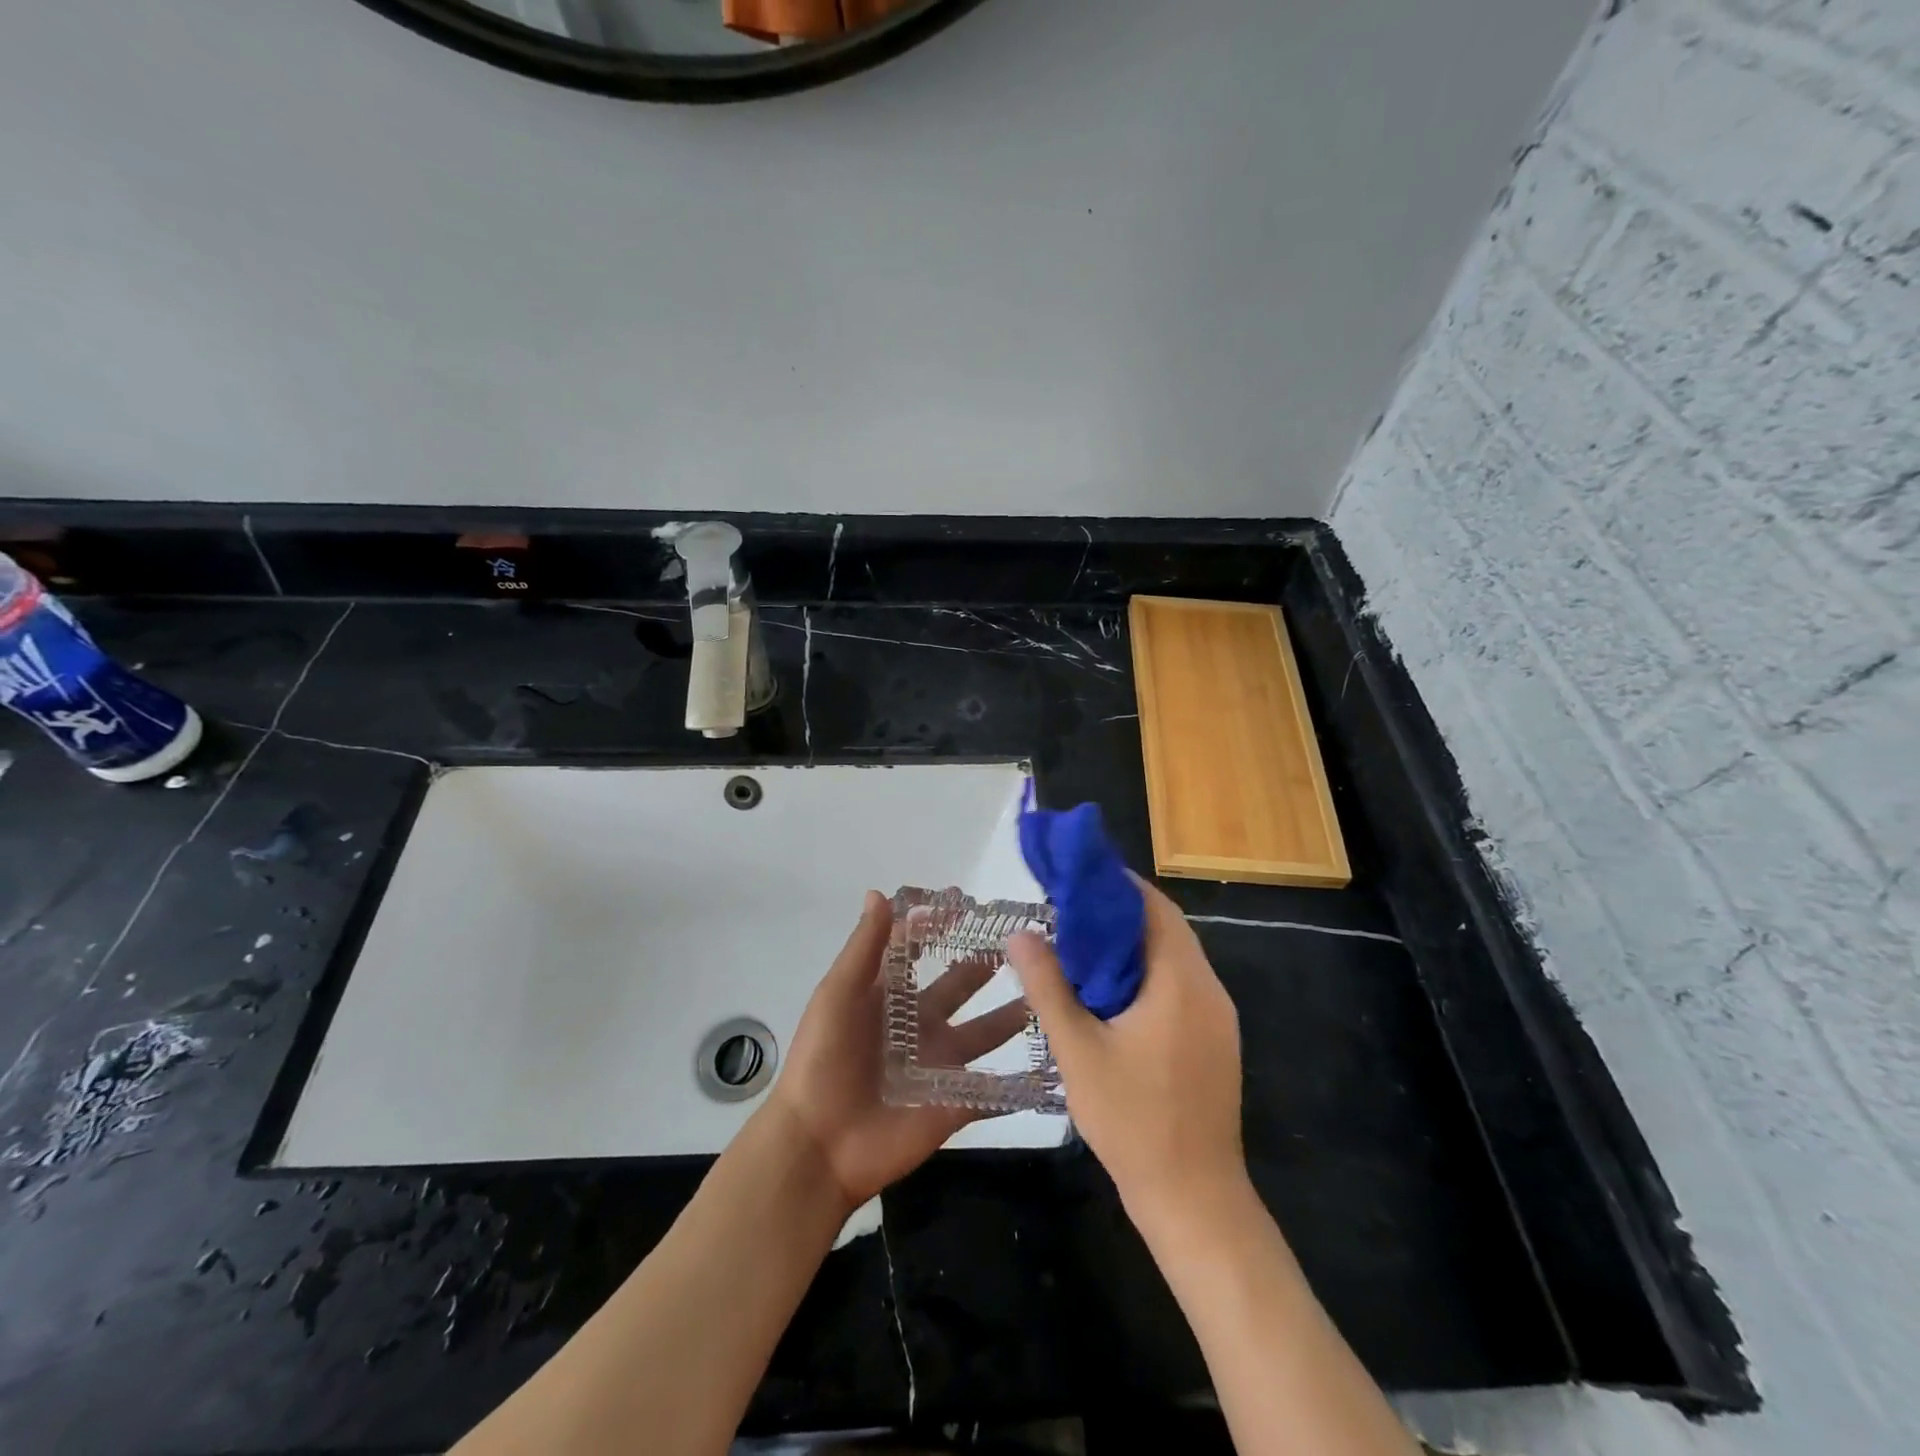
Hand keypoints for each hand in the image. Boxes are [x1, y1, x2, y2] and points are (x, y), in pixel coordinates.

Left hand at [767, 891, 1031, 1211]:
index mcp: (890, 996)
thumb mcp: (838, 995)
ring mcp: (940, 1064)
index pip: (918, 951)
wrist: (819, 1145)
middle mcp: (919, 1024)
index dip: (938, 927)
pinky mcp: (956, 1103)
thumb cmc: (824, 1060)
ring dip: (1013, 1015)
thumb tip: (880, 893)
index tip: (969, 903)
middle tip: (1026, 942)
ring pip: (985, 1033)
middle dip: (985, 964)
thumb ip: (865, 947)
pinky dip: (1021, 1082)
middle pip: (959, 986)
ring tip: (1050, 991)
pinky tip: (1057, 1063)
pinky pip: (994, 1090)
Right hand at [1008, 876, 1246, 1238]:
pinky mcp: (1216, 1041)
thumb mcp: (1078, 1051)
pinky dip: (1147, 974)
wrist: (1195, 1199)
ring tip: (1080, 948)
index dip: (1115, 885)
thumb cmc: (1133, 1121)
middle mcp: (1208, 989)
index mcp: (1180, 981)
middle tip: (1067, 914)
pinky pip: (1181, 986)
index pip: (1153, 906)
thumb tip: (1020, 933)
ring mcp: (1218, 1017)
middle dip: (1118, 914)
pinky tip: (1110, 994)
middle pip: (1165, 928)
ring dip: (1132, 945)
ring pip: (1174, 958)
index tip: (1073, 881)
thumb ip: (1048, 987)